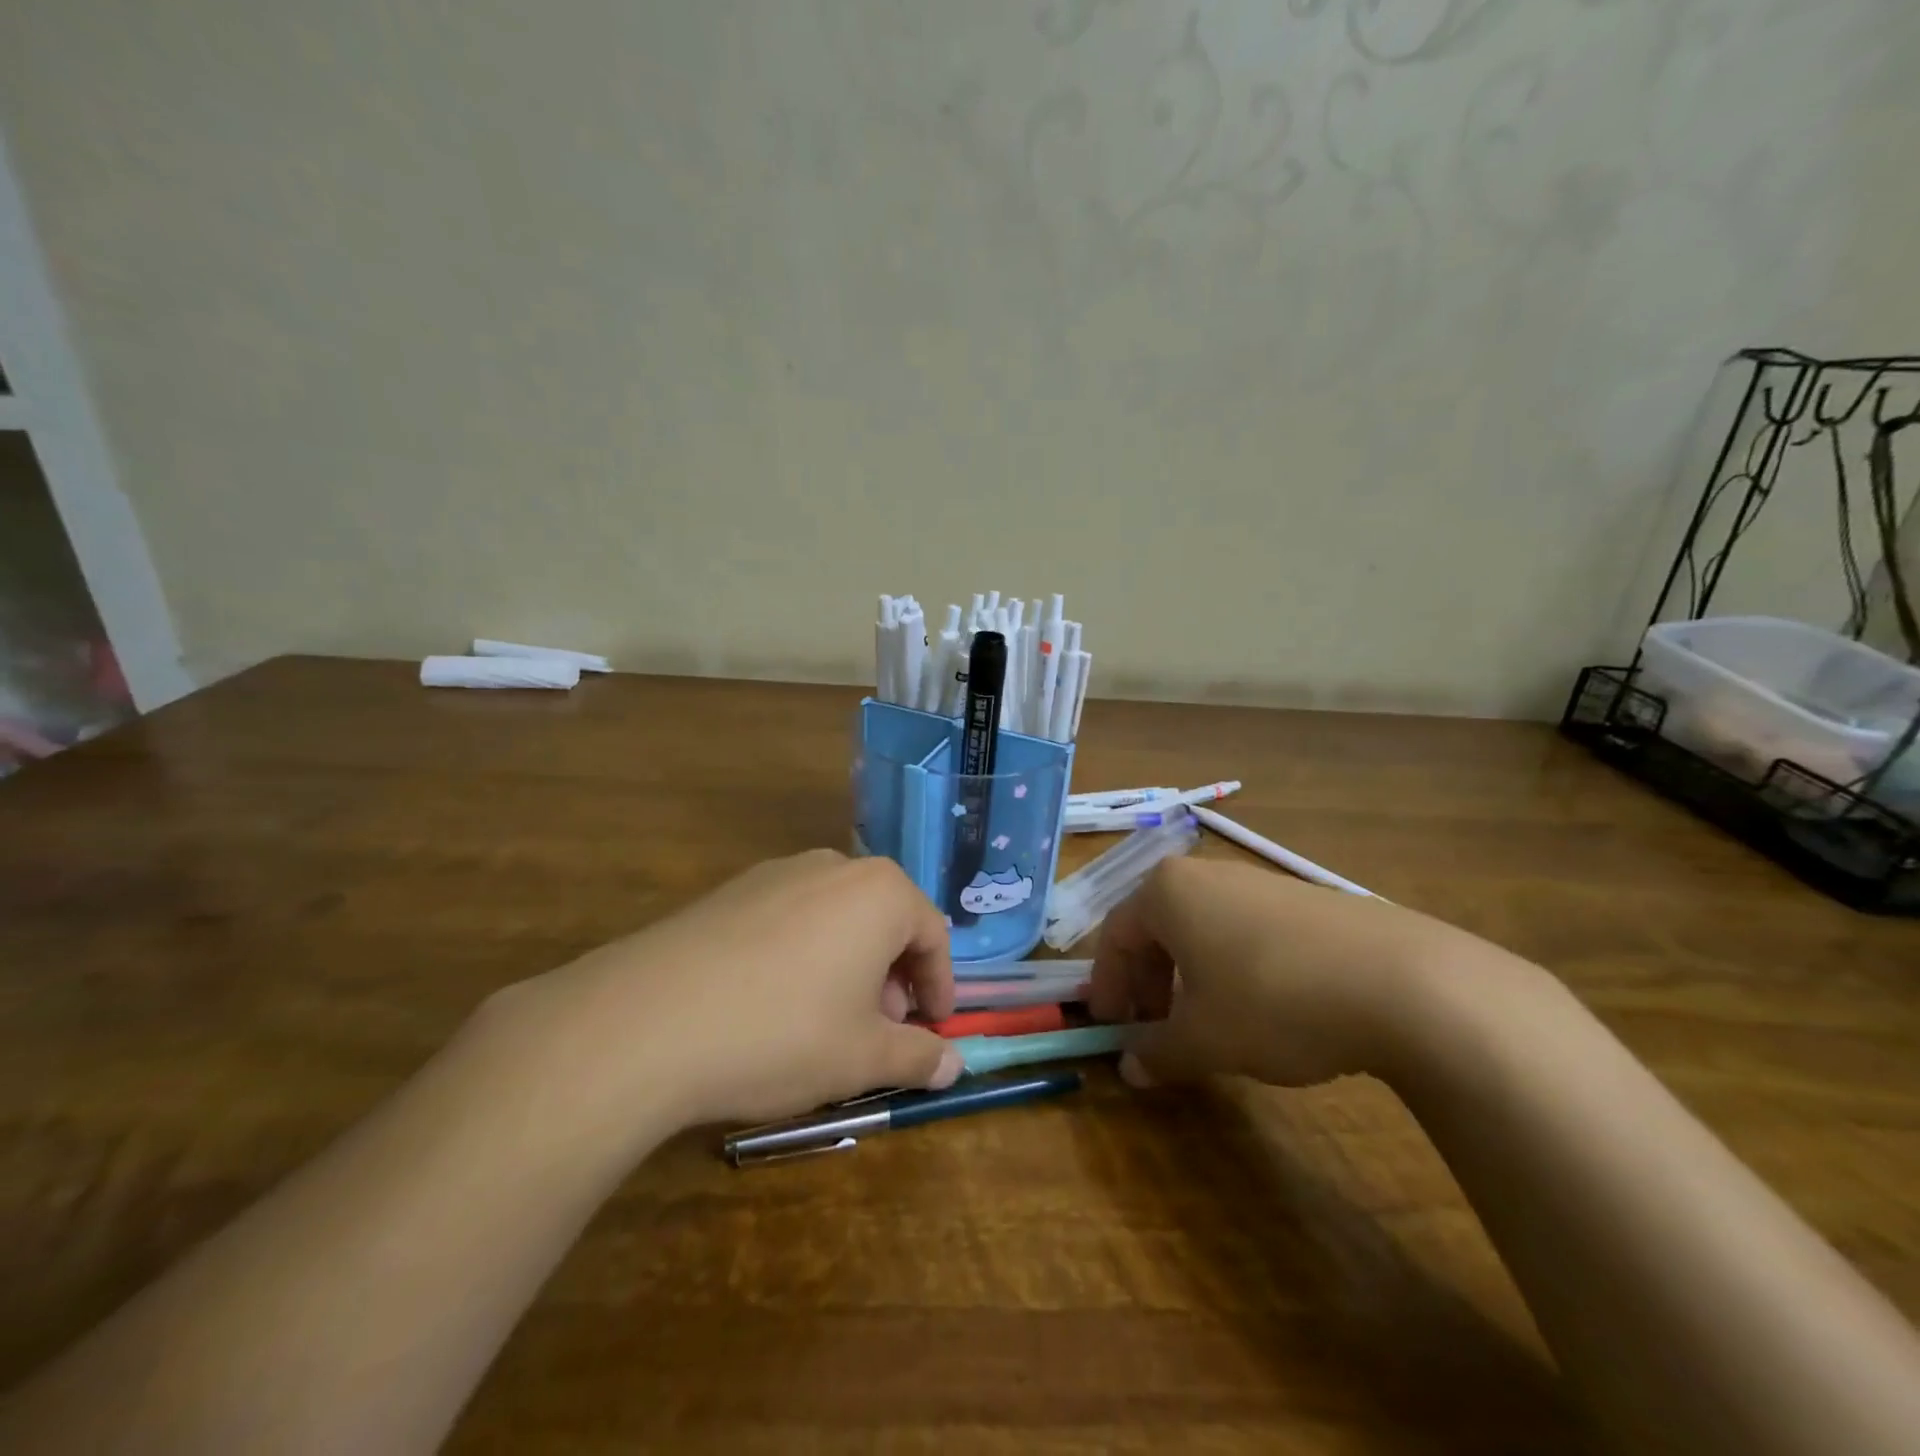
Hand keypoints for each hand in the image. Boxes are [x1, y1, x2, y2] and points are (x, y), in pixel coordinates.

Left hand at [483, 851, 961, 1132]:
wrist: (646, 1021)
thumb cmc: (782, 1033)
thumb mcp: (862, 1057)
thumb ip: (917, 1057)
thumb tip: (954, 1067)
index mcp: (880, 892)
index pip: (933, 934)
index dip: (939, 986)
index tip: (933, 1029)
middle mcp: (833, 867)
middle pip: (884, 919)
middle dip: (892, 976)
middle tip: (880, 1029)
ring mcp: (776, 873)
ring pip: (835, 917)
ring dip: (848, 964)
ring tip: (827, 1020)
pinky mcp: (730, 891)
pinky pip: (789, 918)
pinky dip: (802, 954)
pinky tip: (771, 1003)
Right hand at [1089, 857, 1482, 1088]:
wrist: (1403, 983)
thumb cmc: (1273, 1001)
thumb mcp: (1205, 1039)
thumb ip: (1158, 1052)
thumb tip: (1131, 1068)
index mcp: (1167, 892)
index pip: (1115, 936)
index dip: (1107, 986)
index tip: (1109, 1028)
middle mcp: (1206, 875)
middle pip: (1156, 929)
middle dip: (1147, 983)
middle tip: (1153, 1030)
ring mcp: (1258, 882)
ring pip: (1201, 930)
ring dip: (1188, 978)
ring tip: (1204, 1025)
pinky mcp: (1303, 900)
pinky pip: (1244, 931)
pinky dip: (1230, 969)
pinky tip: (1259, 1010)